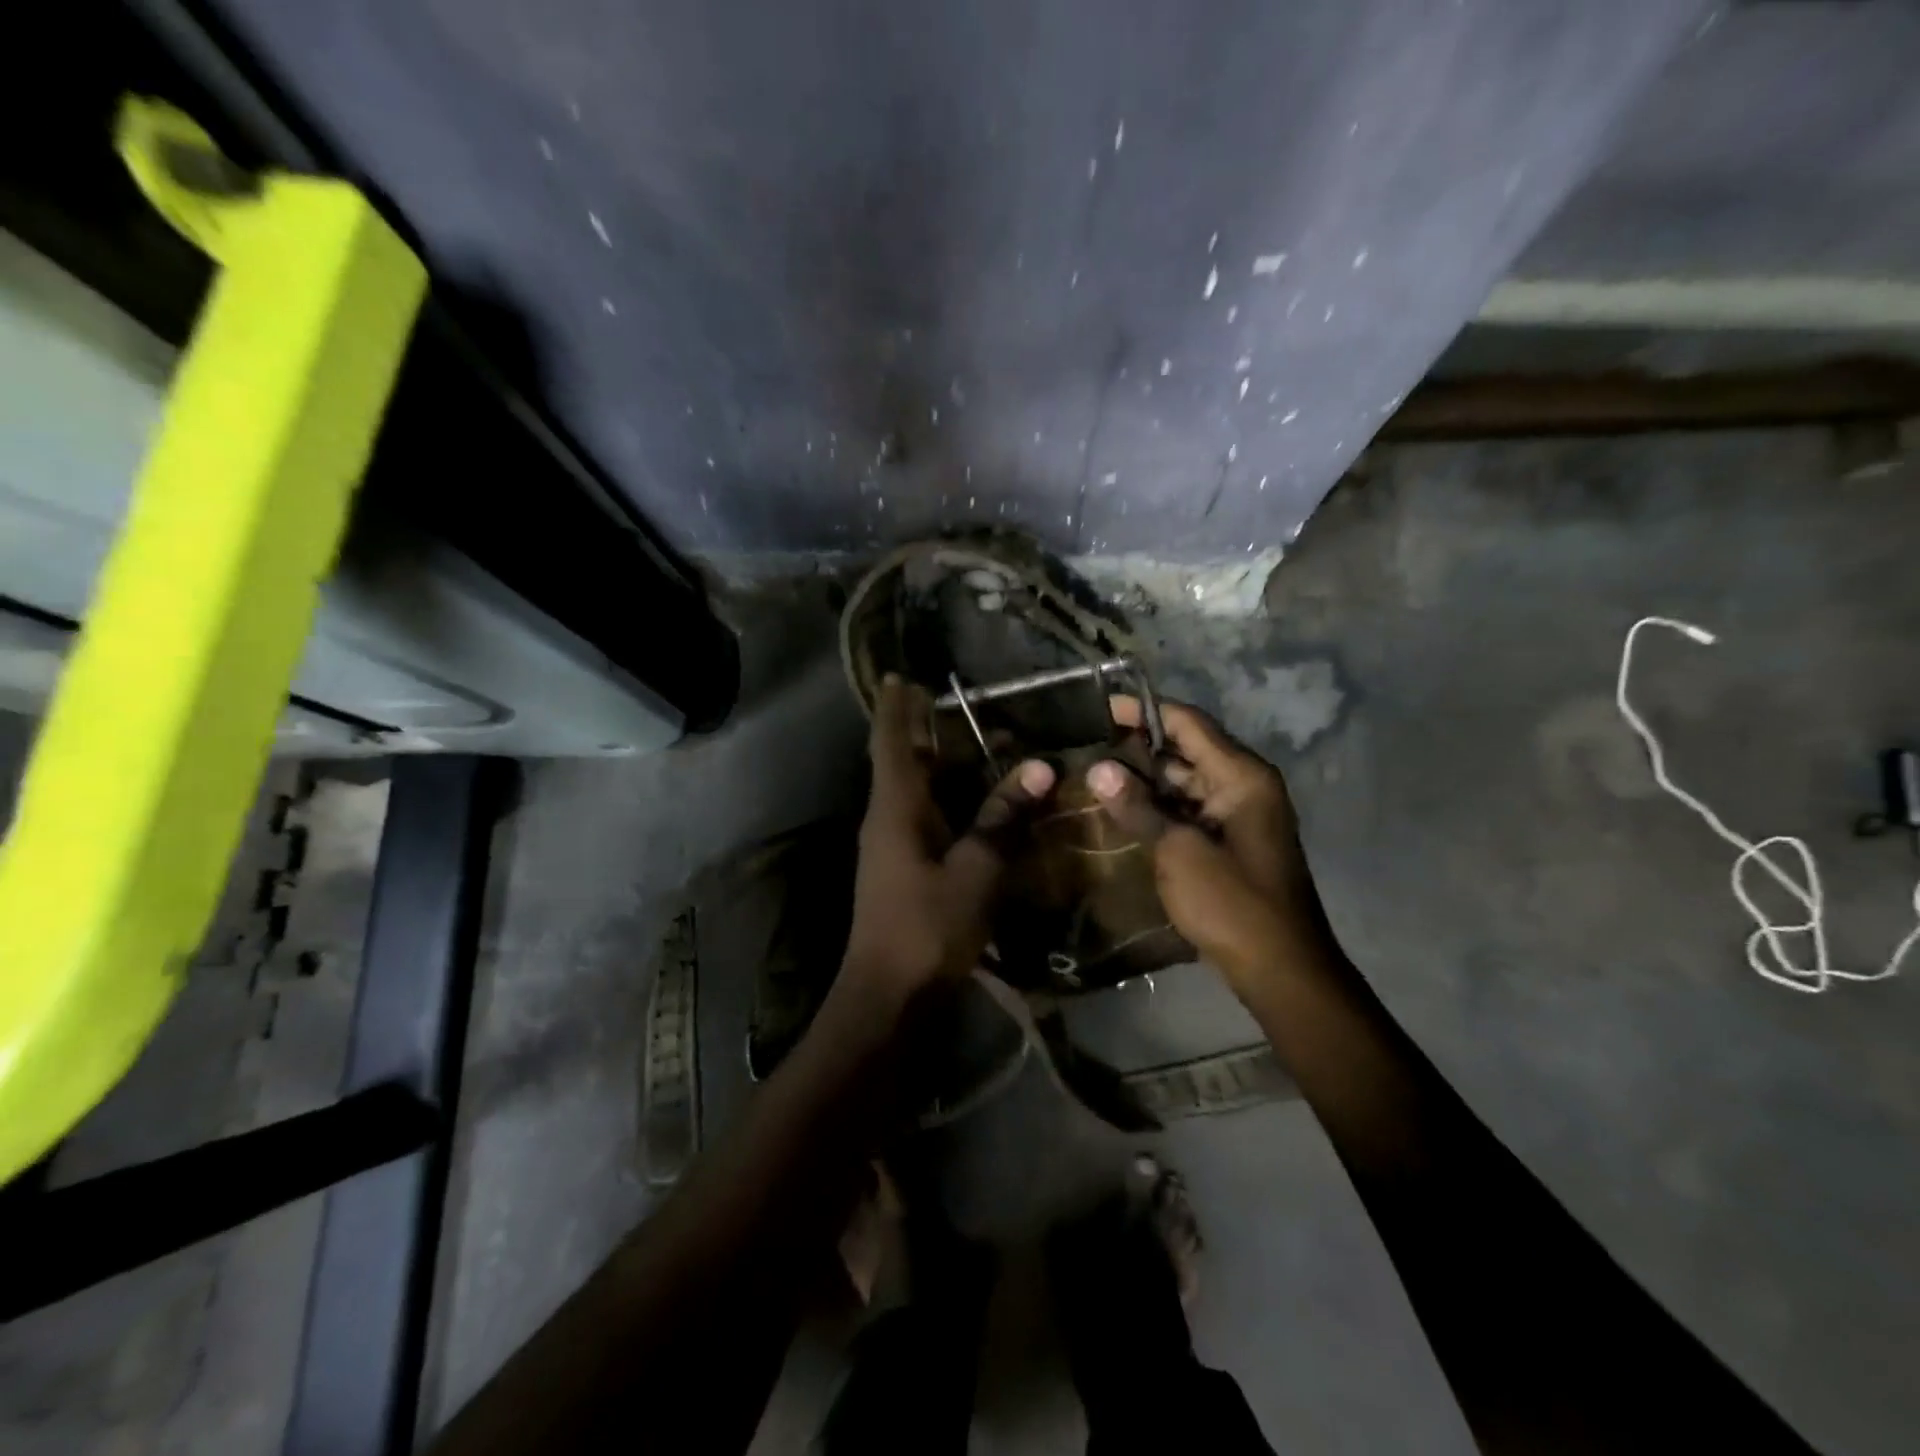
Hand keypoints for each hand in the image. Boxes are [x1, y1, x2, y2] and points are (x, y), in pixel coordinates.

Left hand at [841, 676, 1055, 1004]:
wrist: (890, 993)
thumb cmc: (928, 926)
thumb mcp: (976, 869)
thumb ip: (1004, 817)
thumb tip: (1039, 767)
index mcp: (896, 807)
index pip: (891, 741)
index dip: (896, 706)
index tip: (901, 675)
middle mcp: (889, 817)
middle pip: (903, 760)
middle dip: (923, 729)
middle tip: (954, 702)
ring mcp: (893, 843)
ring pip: (917, 789)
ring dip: (942, 764)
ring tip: (979, 741)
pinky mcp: (906, 866)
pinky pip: (927, 814)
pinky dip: (950, 797)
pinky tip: (980, 799)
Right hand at [1087, 696, 1315, 981]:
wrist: (1279, 967)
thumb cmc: (1232, 903)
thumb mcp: (1178, 852)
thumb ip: (1138, 807)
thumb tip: (1098, 770)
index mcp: (1241, 776)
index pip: (1188, 723)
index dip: (1144, 712)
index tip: (1101, 708)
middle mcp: (1243, 785)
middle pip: (1186, 749)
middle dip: (1138, 746)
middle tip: (1088, 743)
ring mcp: (1238, 813)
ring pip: (1184, 780)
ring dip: (1145, 778)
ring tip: (1094, 772)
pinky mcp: (1228, 839)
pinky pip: (1188, 808)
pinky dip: (1157, 804)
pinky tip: (1121, 808)